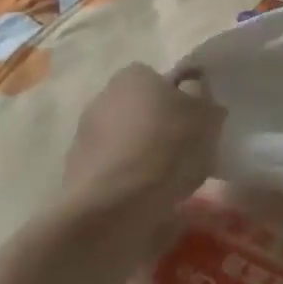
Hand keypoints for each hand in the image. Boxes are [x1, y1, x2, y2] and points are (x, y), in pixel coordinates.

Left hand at [62, 64, 226, 226]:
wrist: (115, 206)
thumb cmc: (167, 149)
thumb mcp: (207, 117)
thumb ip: (203, 98)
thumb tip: (196, 91)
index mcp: (133, 76)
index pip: (160, 79)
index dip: (180, 99)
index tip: (195, 122)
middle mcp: (103, 98)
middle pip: (140, 108)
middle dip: (158, 125)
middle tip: (184, 150)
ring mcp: (84, 136)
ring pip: (125, 139)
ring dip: (142, 153)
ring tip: (167, 180)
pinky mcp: (75, 173)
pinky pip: (113, 170)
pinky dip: (127, 179)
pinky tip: (145, 198)